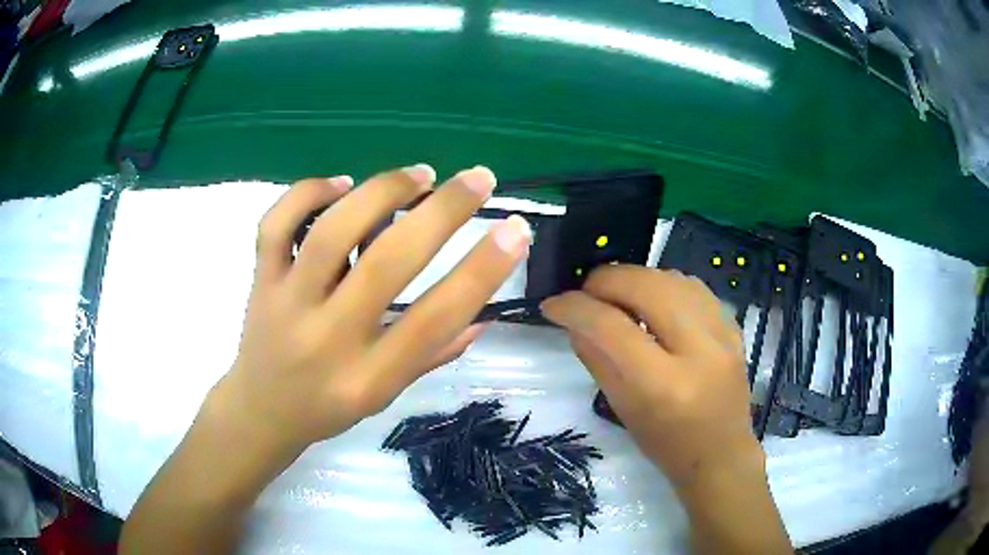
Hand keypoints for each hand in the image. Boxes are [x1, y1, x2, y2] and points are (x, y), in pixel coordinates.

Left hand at [211, 165, 531, 459]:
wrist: (259, 412)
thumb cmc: (327, 409)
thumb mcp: (384, 396)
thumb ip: (432, 354)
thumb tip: (483, 313)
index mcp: (368, 378)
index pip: (435, 319)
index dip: (482, 270)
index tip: (515, 229)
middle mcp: (328, 339)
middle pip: (388, 264)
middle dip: (442, 212)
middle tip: (477, 179)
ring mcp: (286, 304)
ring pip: (331, 232)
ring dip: (381, 192)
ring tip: (419, 175)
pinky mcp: (259, 281)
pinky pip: (277, 224)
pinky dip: (308, 192)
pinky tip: (340, 184)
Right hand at [541, 265, 758, 486]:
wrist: (721, 453)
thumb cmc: (666, 444)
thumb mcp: (622, 409)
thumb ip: (596, 358)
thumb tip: (573, 319)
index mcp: (663, 385)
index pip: (611, 327)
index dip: (574, 307)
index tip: (553, 304)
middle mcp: (699, 350)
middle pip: (645, 286)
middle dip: (605, 281)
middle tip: (586, 295)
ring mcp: (723, 333)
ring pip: (670, 277)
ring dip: (635, 279)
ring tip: (617, 298)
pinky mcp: (734, 325)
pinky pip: (692, 286)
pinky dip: (663, 285)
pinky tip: (652, 302)